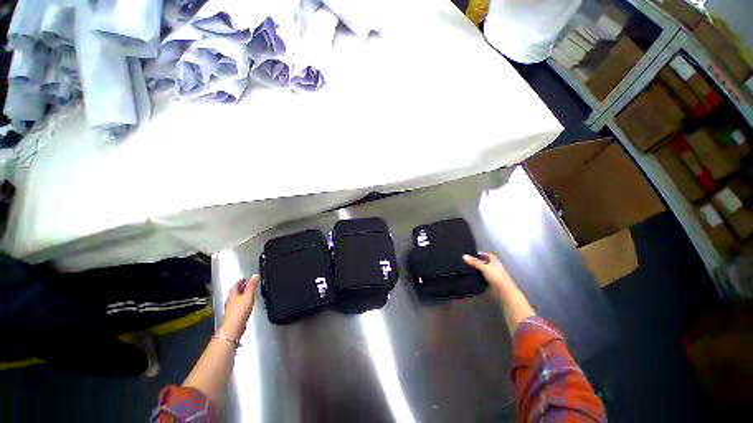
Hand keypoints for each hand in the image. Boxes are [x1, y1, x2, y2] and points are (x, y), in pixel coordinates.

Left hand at [218, 275, 257, 339]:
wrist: (234, 327)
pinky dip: (242, 303)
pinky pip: (238, 306)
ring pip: (236, 300)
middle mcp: (230, 301)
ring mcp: (231, 309)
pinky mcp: (234, 316)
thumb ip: (252, 285)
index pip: (236, 286)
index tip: (245, 279)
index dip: (240, 281)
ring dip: (242, 296)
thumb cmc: (240, 310)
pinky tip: (246, 306)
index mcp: (233, 295)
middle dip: (241, 288)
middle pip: (235, 293)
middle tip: (247, 285)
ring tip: (248, 294)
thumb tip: (255, 275)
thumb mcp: (248, 295)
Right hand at [463, 252, 515, 294]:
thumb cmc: (496, 277)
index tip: (472, 255)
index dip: (481, 254)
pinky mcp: (492, 281)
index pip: (487, 254)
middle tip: (468, 262)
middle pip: (485, 262)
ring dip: (478, 269)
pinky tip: (473, 277)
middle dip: (477, 262)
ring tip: (468, 269)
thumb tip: (464, 256)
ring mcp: (494, 274)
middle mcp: (495, 267)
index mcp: (495, 261)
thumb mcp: (484, 267)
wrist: (504, 292)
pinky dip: (479, 276)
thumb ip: (474, 262)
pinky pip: (484, 276)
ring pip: (484, 270)